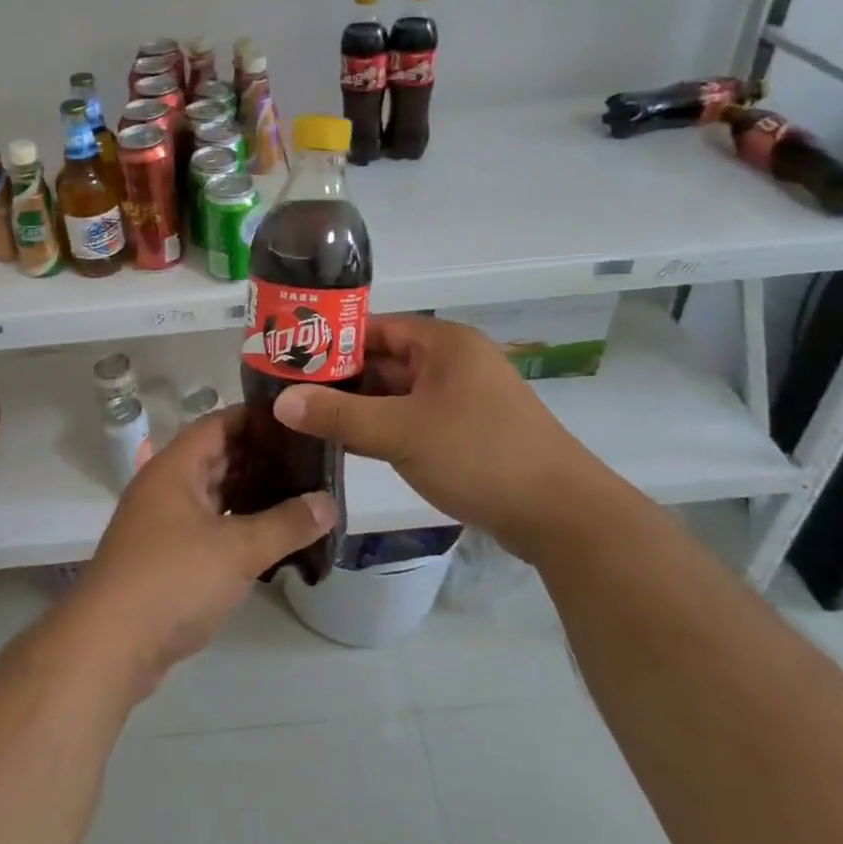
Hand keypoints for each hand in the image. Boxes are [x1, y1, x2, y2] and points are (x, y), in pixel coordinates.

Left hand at [69, 409, 335, 697]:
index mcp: (175, 467)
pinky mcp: (164, 557)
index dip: (258, 419)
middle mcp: (165, 486)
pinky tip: (269, 537)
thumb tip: (329, 502)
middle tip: (309, 461)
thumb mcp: (238, 549)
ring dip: (250, 494)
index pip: (220, 423)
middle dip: (261, 458)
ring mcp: (162, 523)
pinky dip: (236, 526)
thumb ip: (287, 524)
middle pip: (217, 458)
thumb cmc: (172, 579)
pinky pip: (207, 526)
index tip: (299, 422)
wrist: (108, 646)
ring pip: (213, 495)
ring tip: (298, 495)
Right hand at [271, 313, 609, 546]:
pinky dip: (379, 429)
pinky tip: (341, 443)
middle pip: (381, 361)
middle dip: (337, 379)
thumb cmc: (479, 454)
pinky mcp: (462, 433)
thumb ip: (339, 415)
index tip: (285, 357)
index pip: (372, 327)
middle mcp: (450, 362)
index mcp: (442, 343)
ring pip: (393, 394)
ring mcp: (458, 399)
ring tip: (302, 417)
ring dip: (355, 407)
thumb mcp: (401, 432)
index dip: (329, 340)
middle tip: (285, 392)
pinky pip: (409, 420)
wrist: (561, 516)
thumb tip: (281, 402)